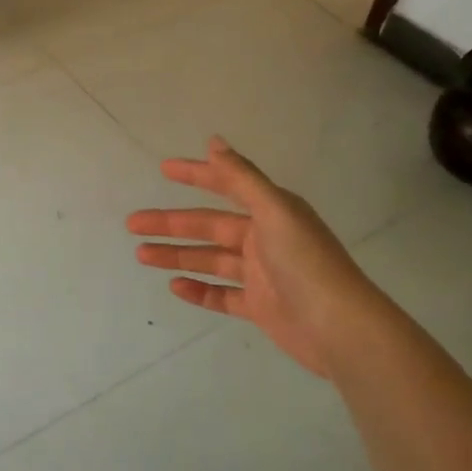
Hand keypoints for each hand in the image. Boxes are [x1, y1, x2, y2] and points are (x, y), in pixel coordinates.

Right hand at [127, 137, 393, 380]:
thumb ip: (242, 178)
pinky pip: (221, 295)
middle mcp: (264, 239)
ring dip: (176, 256)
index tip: (164, 169)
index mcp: (271, 212)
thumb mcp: (274, 211)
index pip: (226, 187)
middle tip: (133, 224)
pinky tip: (174, 287)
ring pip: (209, 260)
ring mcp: (260, 275)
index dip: (196, 176)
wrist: (339, 329)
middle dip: (171, 224)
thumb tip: (213, 141)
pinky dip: (198, 290)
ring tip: (142, 255)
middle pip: (208, 226)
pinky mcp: (258, 307)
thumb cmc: (306, 263)